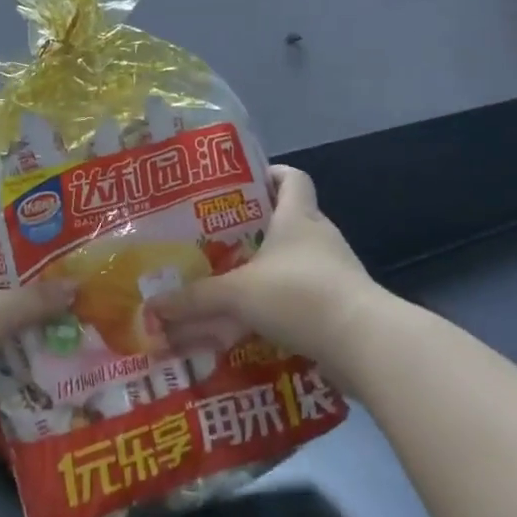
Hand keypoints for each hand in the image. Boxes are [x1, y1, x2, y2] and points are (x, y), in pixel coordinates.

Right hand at [152, 166, 381, 377]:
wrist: (364, 343)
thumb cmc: (299, 294)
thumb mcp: (238, 293)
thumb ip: (196, 299)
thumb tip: (153, 305)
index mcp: (298, 218)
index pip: (292, 178)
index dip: (272, 174)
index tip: (246, 182)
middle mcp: (320, 237)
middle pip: (292, 219)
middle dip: (260, 227)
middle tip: (223, 238)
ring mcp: (335, 272)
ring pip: (298, 260)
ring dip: (271, 269)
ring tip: (235, 280)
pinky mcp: (342, 305)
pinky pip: (306, 295)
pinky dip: (284, 303)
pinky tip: (258, 320)